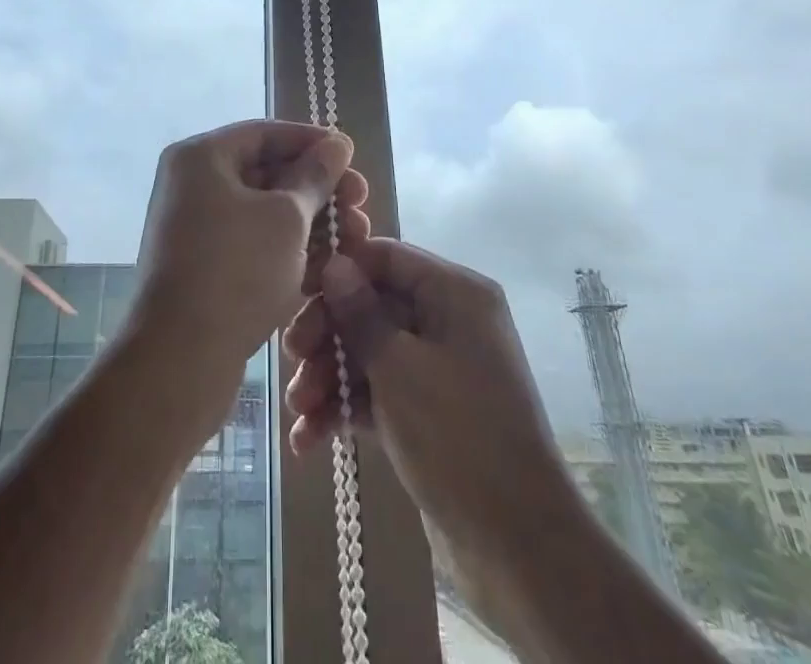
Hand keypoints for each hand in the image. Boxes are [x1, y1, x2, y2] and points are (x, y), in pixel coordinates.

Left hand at [128, 120, 369, 430]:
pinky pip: (253, 244)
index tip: (351, 155)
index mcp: (201, 157)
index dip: (312, 141)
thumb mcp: (286, 218)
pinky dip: (288, 250)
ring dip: (311, 222)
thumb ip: (315, 177)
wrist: (179, 361)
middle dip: (318, 188)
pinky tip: (329, 266)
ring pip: (264, 213)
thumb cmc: (235, 272)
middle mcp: (192, 185)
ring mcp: (197, 228)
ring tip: (357, 236)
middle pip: (266, 172)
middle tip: (361, 201)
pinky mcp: (205, 268)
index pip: (264, 133)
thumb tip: (337, 143)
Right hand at [283, 238, 568, 559]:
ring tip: (297, 411)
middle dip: (328, 333)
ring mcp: (439, 370)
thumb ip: (360, 312)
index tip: (297, 292)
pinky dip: (348, 409)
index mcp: (455, 294)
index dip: (340, 270)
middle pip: (373, 306)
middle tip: (291, 358)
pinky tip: (309, 438)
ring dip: (330, 377)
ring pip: (371, 352)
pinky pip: (380, 393)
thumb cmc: (458, 437)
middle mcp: (449, 322)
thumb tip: (335, 262)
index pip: (386, 258)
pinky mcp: (429, 414)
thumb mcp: (399, 368)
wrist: (519, 551)